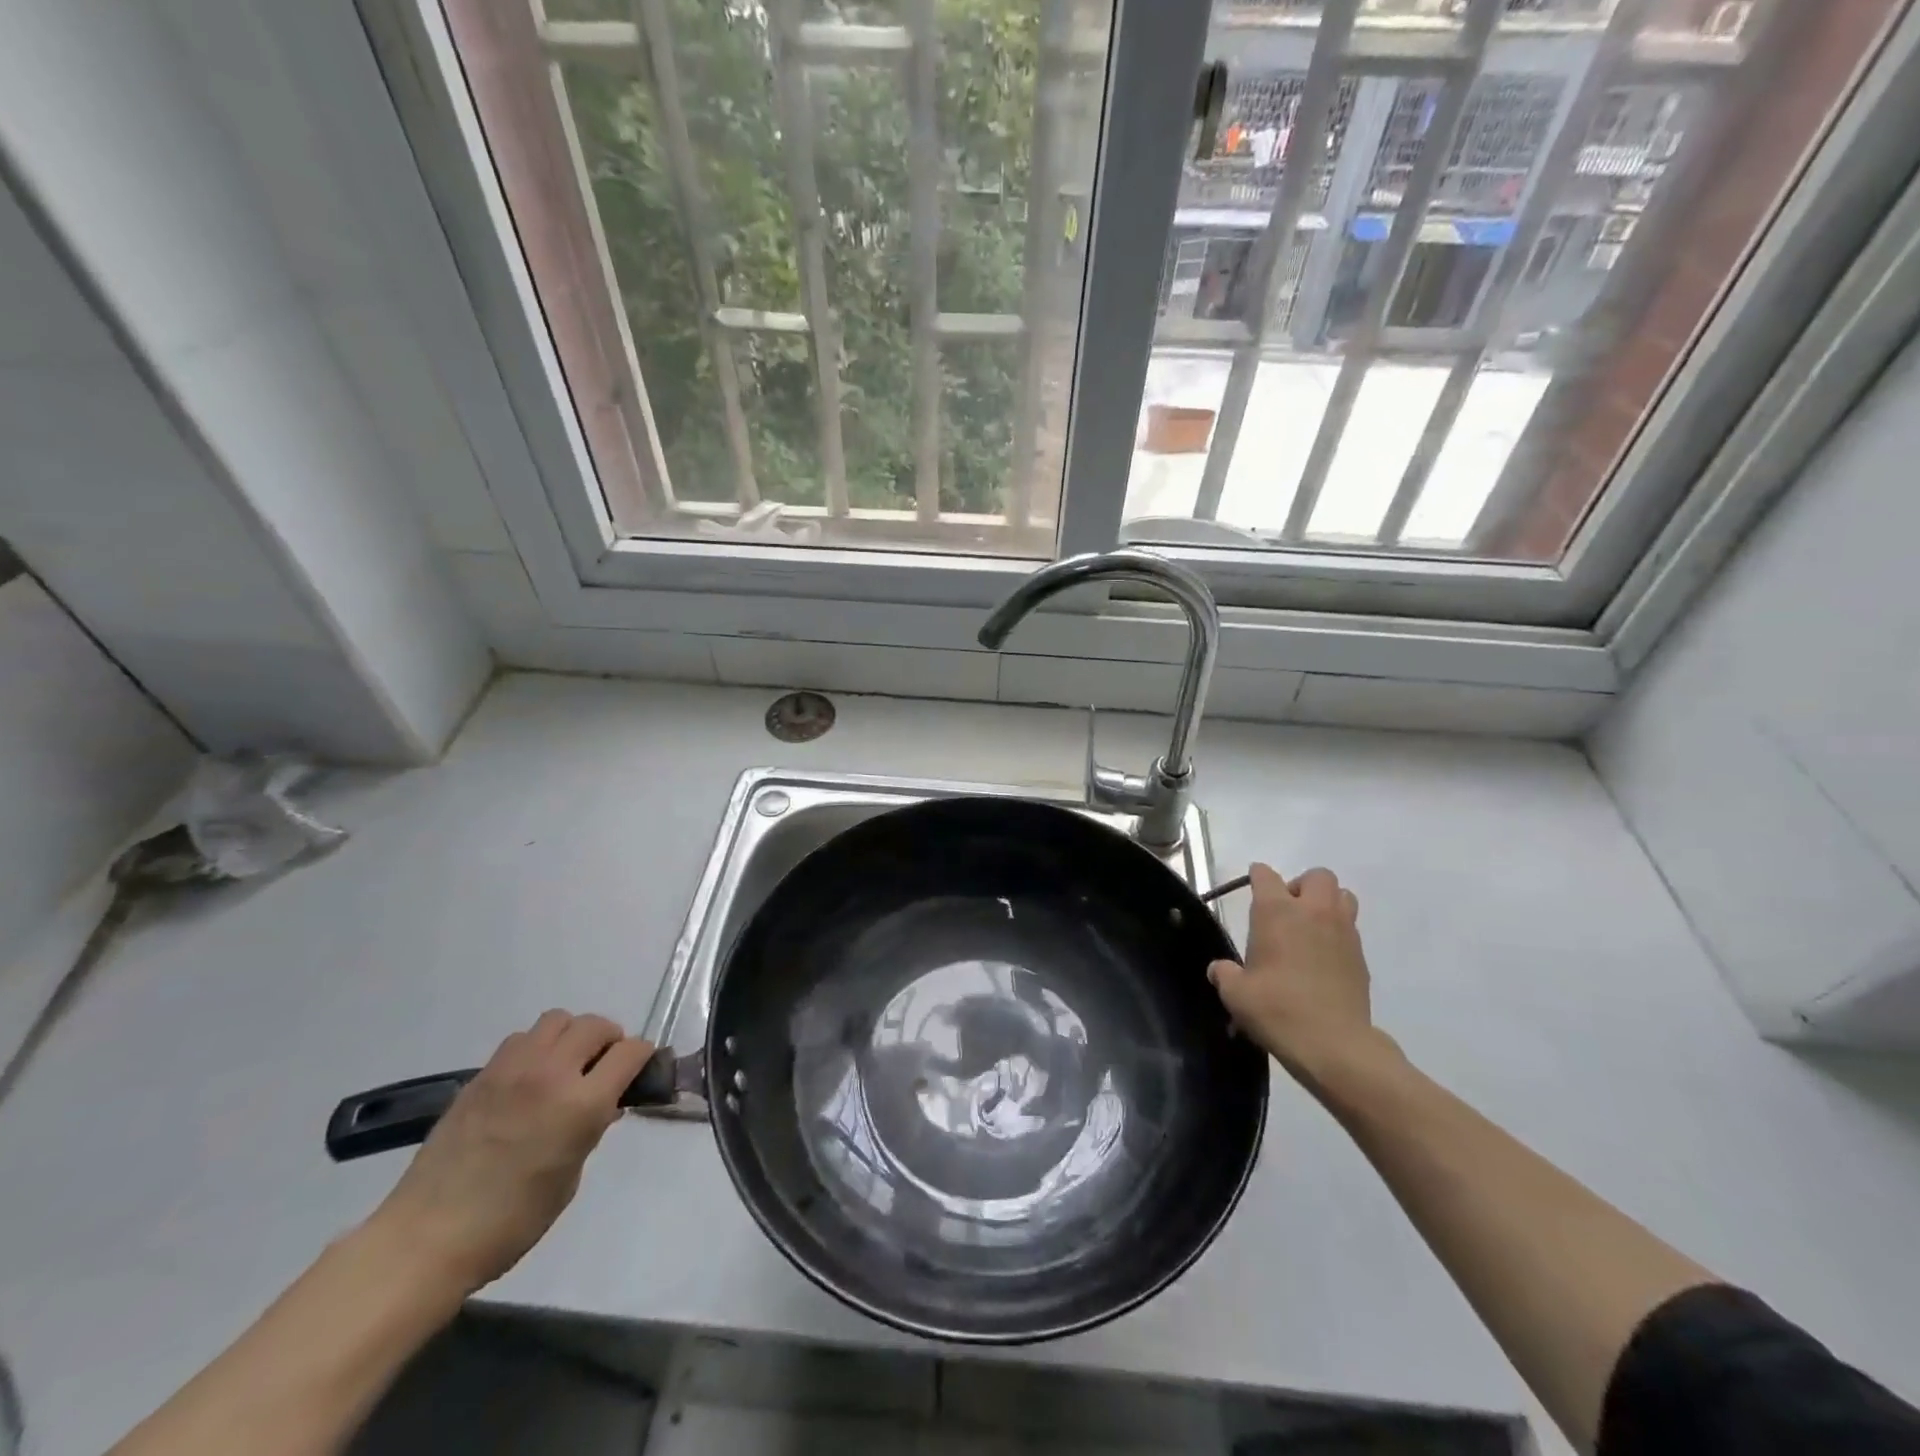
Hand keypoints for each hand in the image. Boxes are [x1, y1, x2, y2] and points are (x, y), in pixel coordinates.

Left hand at [365, 1011, 653, 1293]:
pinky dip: (537, 1047)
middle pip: (595, 1025)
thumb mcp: (569, 1180)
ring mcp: (512, 1070)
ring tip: (566, 1065)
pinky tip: (530, 1079)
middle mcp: (550, 1074)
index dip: (642, 1057)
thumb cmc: (509, 1223)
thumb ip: (590, 1131)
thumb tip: (603, 1106)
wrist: (425, 1239)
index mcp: (581, 1104)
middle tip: (605, 1066)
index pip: (629, 1052)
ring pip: (557, 1020)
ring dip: (571, 1035)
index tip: (640, 1071)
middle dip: (610, 1039)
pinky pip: (521, 1039)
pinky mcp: (481, 1075)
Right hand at [1209, 864, 1387, 1086]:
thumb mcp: (1236, 993)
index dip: (1257, 876)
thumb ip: (1225, 974)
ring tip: (1310, 928)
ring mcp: (1342, 932)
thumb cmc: (1277, 1009)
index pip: (1266, 876)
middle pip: (1317, 876)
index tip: (1252, 885)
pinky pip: (1351, 929)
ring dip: (1327, 903)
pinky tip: (1323, 958)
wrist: (1333, 1044)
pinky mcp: (1361, 957)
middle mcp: (1313, 912)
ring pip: (1343, 896)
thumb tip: (1219, 969)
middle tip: (1287, 911)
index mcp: (1277, 912)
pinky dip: (1337, 933)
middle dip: (1301, 885)